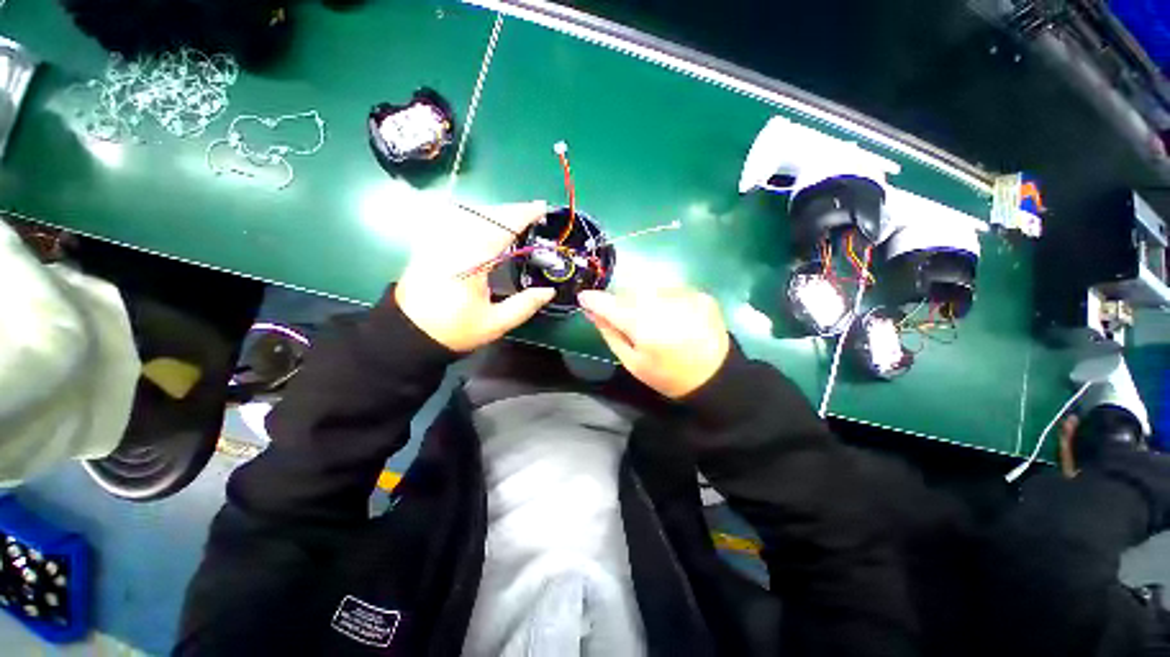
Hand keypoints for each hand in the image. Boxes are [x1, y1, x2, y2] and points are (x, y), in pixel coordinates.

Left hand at [395, 201, 554, 351]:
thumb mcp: (495, 323)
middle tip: (531, 212)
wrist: (409, 333)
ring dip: (494, 212)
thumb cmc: (455, 330)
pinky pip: (454, 220)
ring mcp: (438, 241)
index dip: (523, 215)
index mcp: (472, 262)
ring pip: (469, 213)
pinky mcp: (429, 244)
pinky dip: (474, 217)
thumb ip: (525, 305)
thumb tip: (549, 291)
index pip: (502, 228)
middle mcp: (454, 244)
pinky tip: (483, 223)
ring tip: (512, 218)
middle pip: (486, 215)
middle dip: (511, 210)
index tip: (541, 208)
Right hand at [578, 288, 729, 398]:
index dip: (593, 300)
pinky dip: (664, 298)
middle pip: (629, 291)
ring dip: (642, 298)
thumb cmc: (668, 376)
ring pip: (649, 287)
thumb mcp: (633, 362)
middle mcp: (662, 304)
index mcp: (643, 326)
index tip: (584, 298)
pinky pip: (670, 289)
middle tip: (624, 317)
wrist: (715, 377)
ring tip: (651, 318)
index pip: (609, 304)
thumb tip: (591, 312)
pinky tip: (671, 316)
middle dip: (620, 301)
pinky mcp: (700, 294)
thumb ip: (610, 333)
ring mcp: (684, 296)